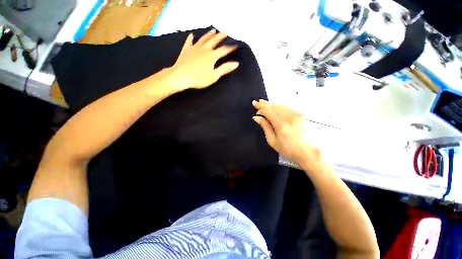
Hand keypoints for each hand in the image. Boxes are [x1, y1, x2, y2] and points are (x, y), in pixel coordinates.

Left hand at [168, 29, 239, 89]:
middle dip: (220, 37)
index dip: (230, 47)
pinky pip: (189, 42)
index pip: (224, 50)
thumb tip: (236, 63)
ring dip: (209, 35)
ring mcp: (194, 48)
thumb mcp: (214, 76)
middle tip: (225, 33)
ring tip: (213, 31)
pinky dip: (191, 38)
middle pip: (214, 41)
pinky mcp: (186, 50)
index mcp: (212, 56)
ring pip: (203, 39)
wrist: (181, 77)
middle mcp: (204, 49)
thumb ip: (224, 69)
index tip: (236, 45)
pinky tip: (192, 35)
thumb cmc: (199, 78)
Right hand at [252, 100, 320, 165]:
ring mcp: (296, 115)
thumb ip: (265, 126)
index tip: (254, 104)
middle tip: (258, 102)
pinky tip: (275, 107)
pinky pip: (287, 107)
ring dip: (272, 104)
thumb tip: (257, 118)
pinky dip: (279, 106)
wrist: (307, 152)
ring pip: (281, 105)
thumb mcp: (272, 140)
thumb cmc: (288, 149)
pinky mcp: (300, 115)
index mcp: (281, 124)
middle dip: (265, 104)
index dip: (260, 107)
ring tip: (264, 103)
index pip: (268, 111)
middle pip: (274, 106)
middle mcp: (289, 117)